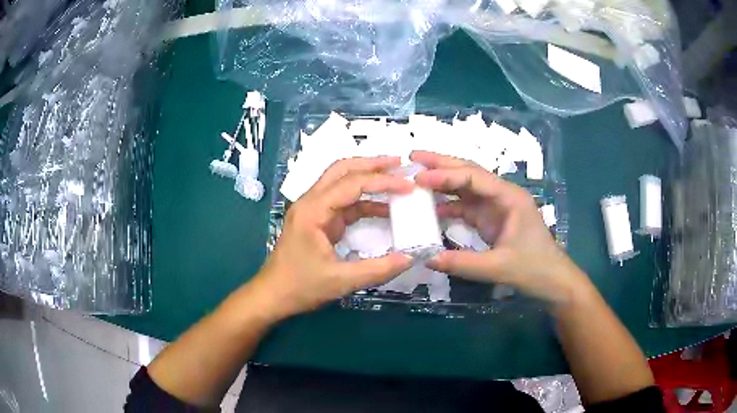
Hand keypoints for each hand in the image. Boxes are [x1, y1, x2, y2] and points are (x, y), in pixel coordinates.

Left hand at [252, 157, 413, 319]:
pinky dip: (364, 201)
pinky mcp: (318, 220)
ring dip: (368, 178)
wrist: (273, 295)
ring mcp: (314, 210)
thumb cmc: (300, 287)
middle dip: (372, 164)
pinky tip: (384, 208)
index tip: (408, 185)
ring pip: (342, 182)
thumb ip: (378, 269)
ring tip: (396, 179)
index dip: (383, 181)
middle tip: (400, 163)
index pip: (352, 184)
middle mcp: (311, 202)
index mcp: (313, 211)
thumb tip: (410, 258)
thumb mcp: (341, 281)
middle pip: (343, 170)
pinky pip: (344, 203)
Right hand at [411, 151, 589, 305]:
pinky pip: (466, 206)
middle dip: (442, 164)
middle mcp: (501, 195)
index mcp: (509, 197)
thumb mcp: (499, 267)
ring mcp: (496, 207)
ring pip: (466, 187)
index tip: (419, 177)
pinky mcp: (491, 220)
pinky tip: (431, 208)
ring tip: (417, 178)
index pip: (473, 177)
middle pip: (469, 173)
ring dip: (443, 182)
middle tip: (413, 157)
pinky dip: (448, 205)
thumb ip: (463, 263)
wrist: (552, 280)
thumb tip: (427, 259)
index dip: (445, 175)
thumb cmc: (534, 268)